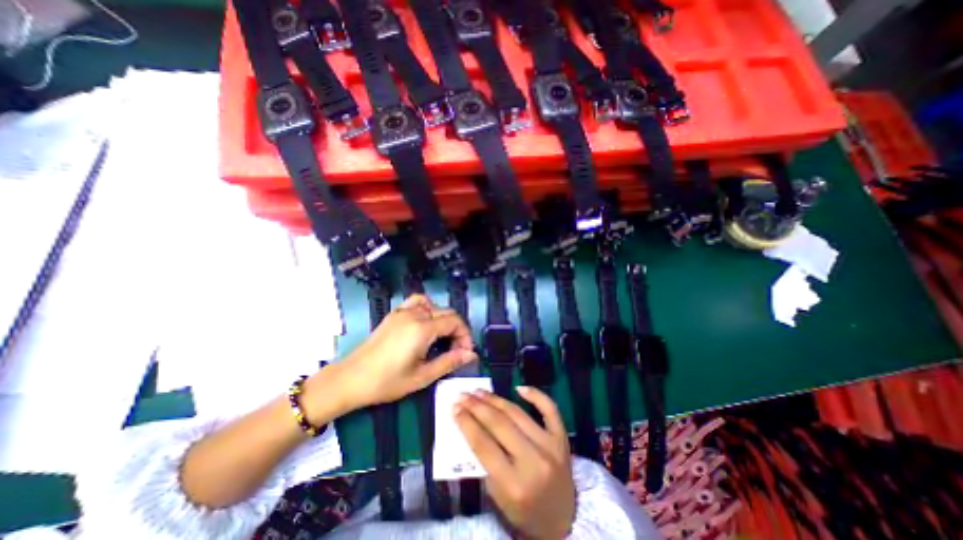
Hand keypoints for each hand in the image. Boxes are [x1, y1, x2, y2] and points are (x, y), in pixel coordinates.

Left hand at [309, 293, 477, 411]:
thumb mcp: (422, 376)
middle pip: (447, 312)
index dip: (465, 336)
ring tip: (442, 338)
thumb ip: (449, 362)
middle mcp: (415, 314)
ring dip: (444, 319)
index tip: (465, 353)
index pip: (455, 322)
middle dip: (457, 329)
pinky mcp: (394, 314)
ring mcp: (403, 312)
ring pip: (434, 306)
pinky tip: (426, 321)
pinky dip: (427, 307)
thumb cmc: (387, 382)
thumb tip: (471, 354)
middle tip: (456, 350)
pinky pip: (416, 302)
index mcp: (422, 329)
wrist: (351, 379)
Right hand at [457, 387, 574, 537]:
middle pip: (499, 424)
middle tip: (463, 395)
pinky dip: (536, 395)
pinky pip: (549, 408)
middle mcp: (533, 461)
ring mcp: (550, 445)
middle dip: (477, 407)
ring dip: (496, 399)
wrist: (564, 519)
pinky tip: (519, 388)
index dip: (467, 423)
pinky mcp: (561, 437)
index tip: (454, 408)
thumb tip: (471, 426)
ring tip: (480, 391)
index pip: (484, 445)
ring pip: (518, 413)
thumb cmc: (525, 511)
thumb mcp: (498, 497)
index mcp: (514, 484)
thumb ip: (484, 463)